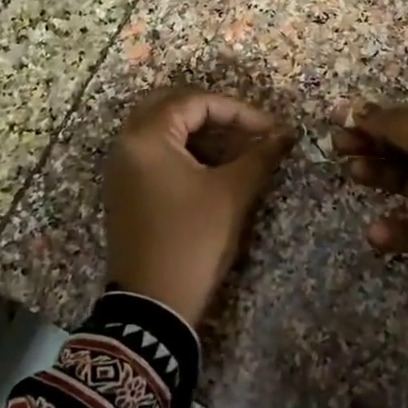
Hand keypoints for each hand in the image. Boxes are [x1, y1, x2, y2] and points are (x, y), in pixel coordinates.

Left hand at [104, 89, 295, 325]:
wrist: (153, 305)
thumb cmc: (193, 240)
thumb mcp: (232, 194)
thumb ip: (260, 155)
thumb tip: (286, 134)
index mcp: (146, 137)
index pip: (195, 102)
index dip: (239, 111)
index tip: (271, 129)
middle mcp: (126, 145)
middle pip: (172, 106)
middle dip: (214, 114)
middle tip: (249, 129)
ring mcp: (121, 169)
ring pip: (162, 129)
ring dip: (200, 132)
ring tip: (238, 148)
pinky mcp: (125, 190)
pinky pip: (154, 153)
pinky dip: (184, 151)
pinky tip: (214, 167)